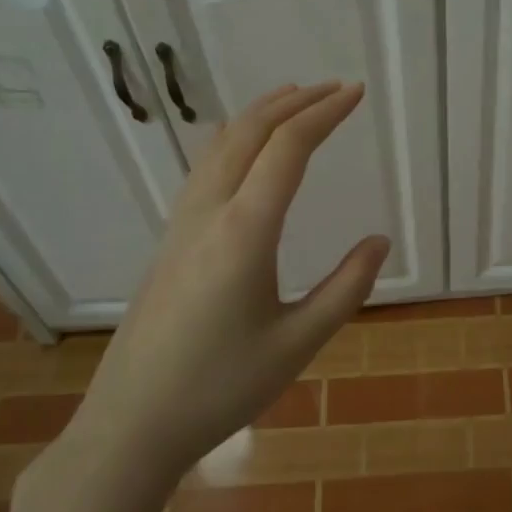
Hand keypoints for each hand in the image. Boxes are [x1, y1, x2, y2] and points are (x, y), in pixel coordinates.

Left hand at [15, 82, 388, 511]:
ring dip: (260, 115)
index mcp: (245, 232)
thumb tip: (378, 241)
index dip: (325, 114)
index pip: (288, 149)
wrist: (132, 422)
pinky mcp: (169, 240)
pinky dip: (234, 140)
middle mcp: (209, 213)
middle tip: (335, 89)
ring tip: (293, 100)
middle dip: (295, 103)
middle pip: (250, 133)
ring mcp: (181, 224)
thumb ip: (345, 288)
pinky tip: (244, 151)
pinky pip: (204, 168)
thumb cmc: (221, 387)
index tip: (356, 94)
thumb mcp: (298, 343)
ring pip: (220, 146)